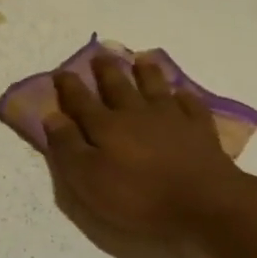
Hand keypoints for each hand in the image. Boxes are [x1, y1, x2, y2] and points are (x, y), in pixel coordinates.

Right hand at [43, 54, 250, 243]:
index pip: (80, 101)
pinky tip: (182, 92)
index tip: (60, 72)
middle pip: (118, 86)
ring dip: (146, 73)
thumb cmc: (138, 195)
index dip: (68, 87)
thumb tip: (51, 116)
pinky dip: (184, 96)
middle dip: (106, 71)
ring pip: (155, 88)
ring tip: (141, 59)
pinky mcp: (200, 130)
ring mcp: (171, 119)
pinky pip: (191, 105)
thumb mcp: (87, 178)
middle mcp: (135, 114)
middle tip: (100, 55)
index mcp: (105, 126)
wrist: (205, 202)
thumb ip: (67, 146)